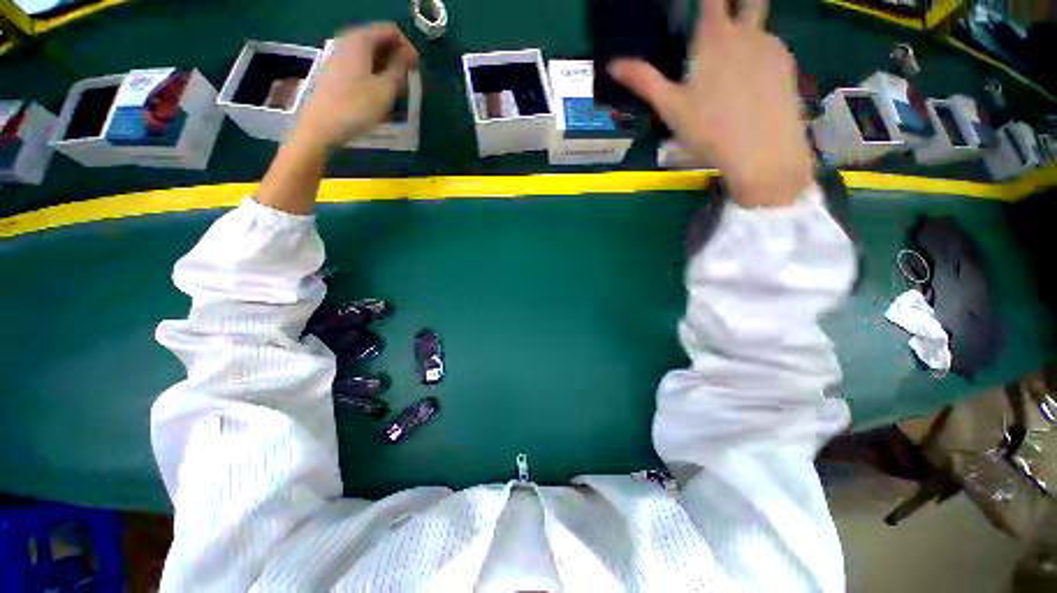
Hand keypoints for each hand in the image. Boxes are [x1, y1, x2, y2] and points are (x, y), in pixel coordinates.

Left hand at [295, 24, 418, 150]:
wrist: (322, 126)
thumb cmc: (357, 107)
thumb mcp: (386, 89)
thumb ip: (400, 68)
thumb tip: (408, 55)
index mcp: (361, 40)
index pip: (391, 31)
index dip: (407, 47)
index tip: (417, 69)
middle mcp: (348, 41)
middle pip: (379, 40)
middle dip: (397, 58)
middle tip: (408, 81)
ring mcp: (339, 57)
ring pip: (370, 54)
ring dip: (387, 68)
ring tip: (397, 90)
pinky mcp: (335, 72)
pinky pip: (361, 65)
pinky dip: (374, 74)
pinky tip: (380, 94)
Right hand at [609, 0, 812, 207]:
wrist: (762, 151)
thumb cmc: (709, 130)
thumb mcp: (670, 108)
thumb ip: (644, 81)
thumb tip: (613, 65)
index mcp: (714, 38)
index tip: (701, 4)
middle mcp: (747, 32)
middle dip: (736, 2)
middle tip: (724, 19)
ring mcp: (771, 46)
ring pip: (758, 26)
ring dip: (745, 33)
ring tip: (731, 69)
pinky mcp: (788, 64)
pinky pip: (770, 49)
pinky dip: (758, 56)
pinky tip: (751, 85)